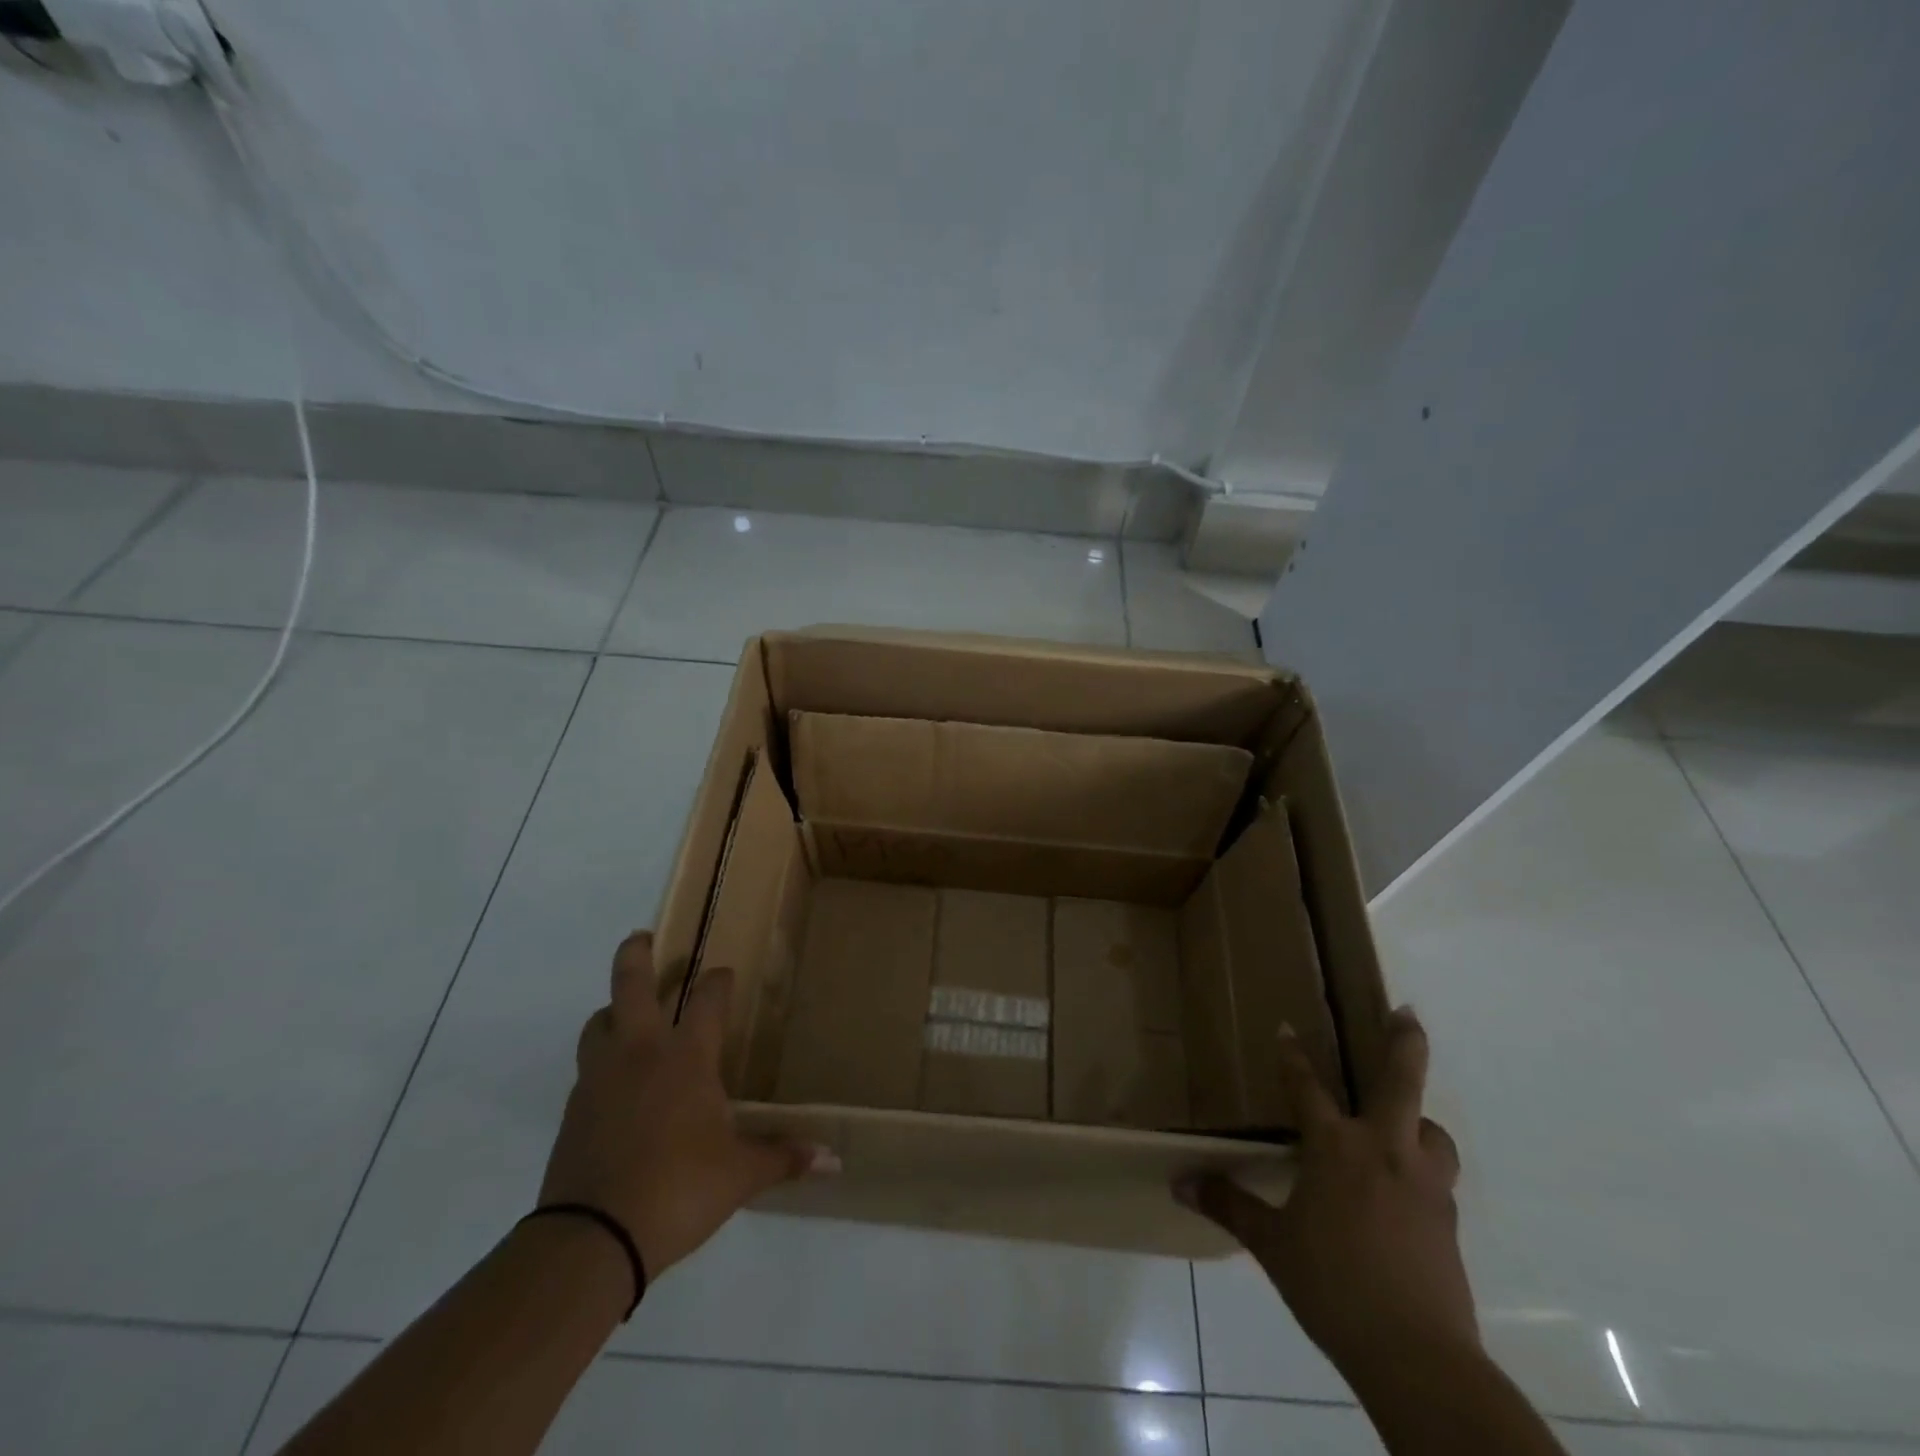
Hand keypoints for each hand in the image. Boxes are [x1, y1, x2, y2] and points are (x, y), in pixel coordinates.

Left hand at [539, 932, 836, 1281]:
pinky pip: (588, 1068)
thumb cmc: (678, 1190)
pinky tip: (615, 1081)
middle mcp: (640, 1054)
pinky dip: (601, 1059)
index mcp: (686, 1058)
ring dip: (611, 1009)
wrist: (592, 1239)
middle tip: (641, 937)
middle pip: (631, 986)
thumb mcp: (740, 1175)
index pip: (708, 1000)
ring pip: (598, 1023)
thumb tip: (835, 1161)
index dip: (719, 981)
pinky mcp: (574, 1111)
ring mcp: (600, 1079)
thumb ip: (783, 1158)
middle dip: (637, 956)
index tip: (725, 973)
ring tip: (623, 1011)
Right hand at [1176, 1007, 1476, 1377]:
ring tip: (1406, 1124)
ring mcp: (1424, 1185)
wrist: (1417, 1357)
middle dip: (1404, 1043)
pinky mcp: (1448, 1222)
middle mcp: (1384, 1152)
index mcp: (1335, 1148)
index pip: (1306, 1087)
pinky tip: (1407, 1192)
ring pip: (1433, 1132)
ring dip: (1420, 1120)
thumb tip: (1181, 1184)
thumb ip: (1229, 1206)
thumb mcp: (1273, 1245)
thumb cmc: (1333, 1285)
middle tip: (1405, 1013)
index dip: (1291, 1055)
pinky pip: (1438, 1178)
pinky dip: (1423, 1170)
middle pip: (1401, 1083)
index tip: (1285, 1027)